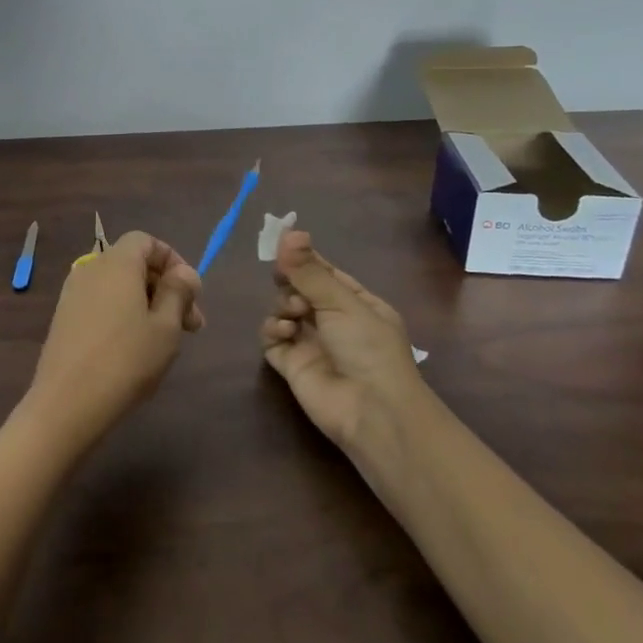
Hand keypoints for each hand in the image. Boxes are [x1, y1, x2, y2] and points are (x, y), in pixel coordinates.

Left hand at [24, 231, 203, 450]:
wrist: (66, 402)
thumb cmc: (125, 360)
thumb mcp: (166, 327)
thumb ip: (178, 293)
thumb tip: (184, 272)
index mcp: (116, 263)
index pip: (145, 241)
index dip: (172, 260)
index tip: (191, 293)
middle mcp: (90, 269)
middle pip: (133, 264)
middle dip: (165, 288)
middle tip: (191, 326)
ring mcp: (73, 294)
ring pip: (118, 287)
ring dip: (146, 304)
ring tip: (167, 341)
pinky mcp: (64, 319)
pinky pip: (101, 304)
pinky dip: (123, 315)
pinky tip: (135, 349)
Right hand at [260, 230, 424, 453]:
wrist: (371, 411)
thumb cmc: (368, 348)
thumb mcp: (342, 302)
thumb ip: (309, 270)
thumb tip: (289, 231)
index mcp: (357, 304)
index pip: (325, 272)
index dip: (304, 259)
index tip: (282, 245)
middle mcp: (333, 321)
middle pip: (299, 288)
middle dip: (291, 282)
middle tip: (287, 282)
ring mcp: (311, 343)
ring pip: (283, 310)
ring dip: (283, 305)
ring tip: (293, 314)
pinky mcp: (291, 364)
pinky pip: (271, 337)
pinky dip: (273, 330)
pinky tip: (284, 332)